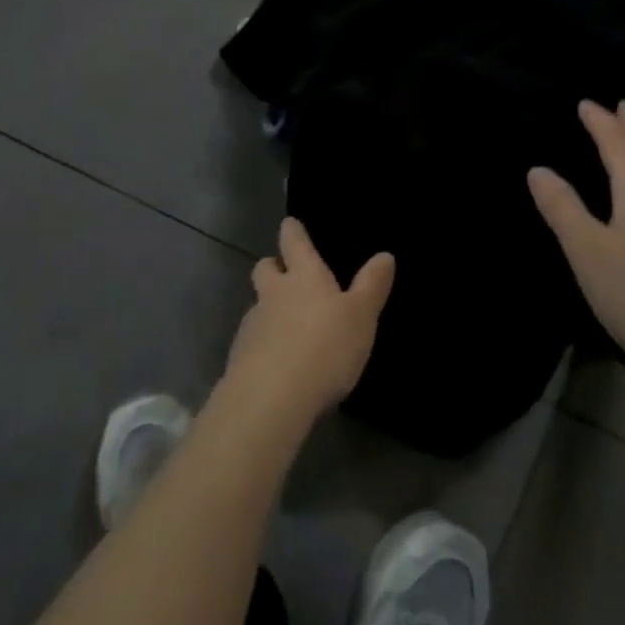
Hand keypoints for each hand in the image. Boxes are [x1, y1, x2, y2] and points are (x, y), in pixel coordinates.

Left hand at [224, 218, 395, 419]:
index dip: (293, 231)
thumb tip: (385, 254)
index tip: (290, 225)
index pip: (293, 242)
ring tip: (288, 328)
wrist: (271, 399)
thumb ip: (372, 286)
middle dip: (273, 266)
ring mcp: (252, 325)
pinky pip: (252, 340)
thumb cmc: (325, 348)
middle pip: (265, 268)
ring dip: (269, 309)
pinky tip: (278, 363)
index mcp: (304, 276)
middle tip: (286, 275)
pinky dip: (263, 344)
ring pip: (257, 305)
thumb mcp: (361, 317)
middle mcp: (273, 293)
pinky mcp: (239, 357)